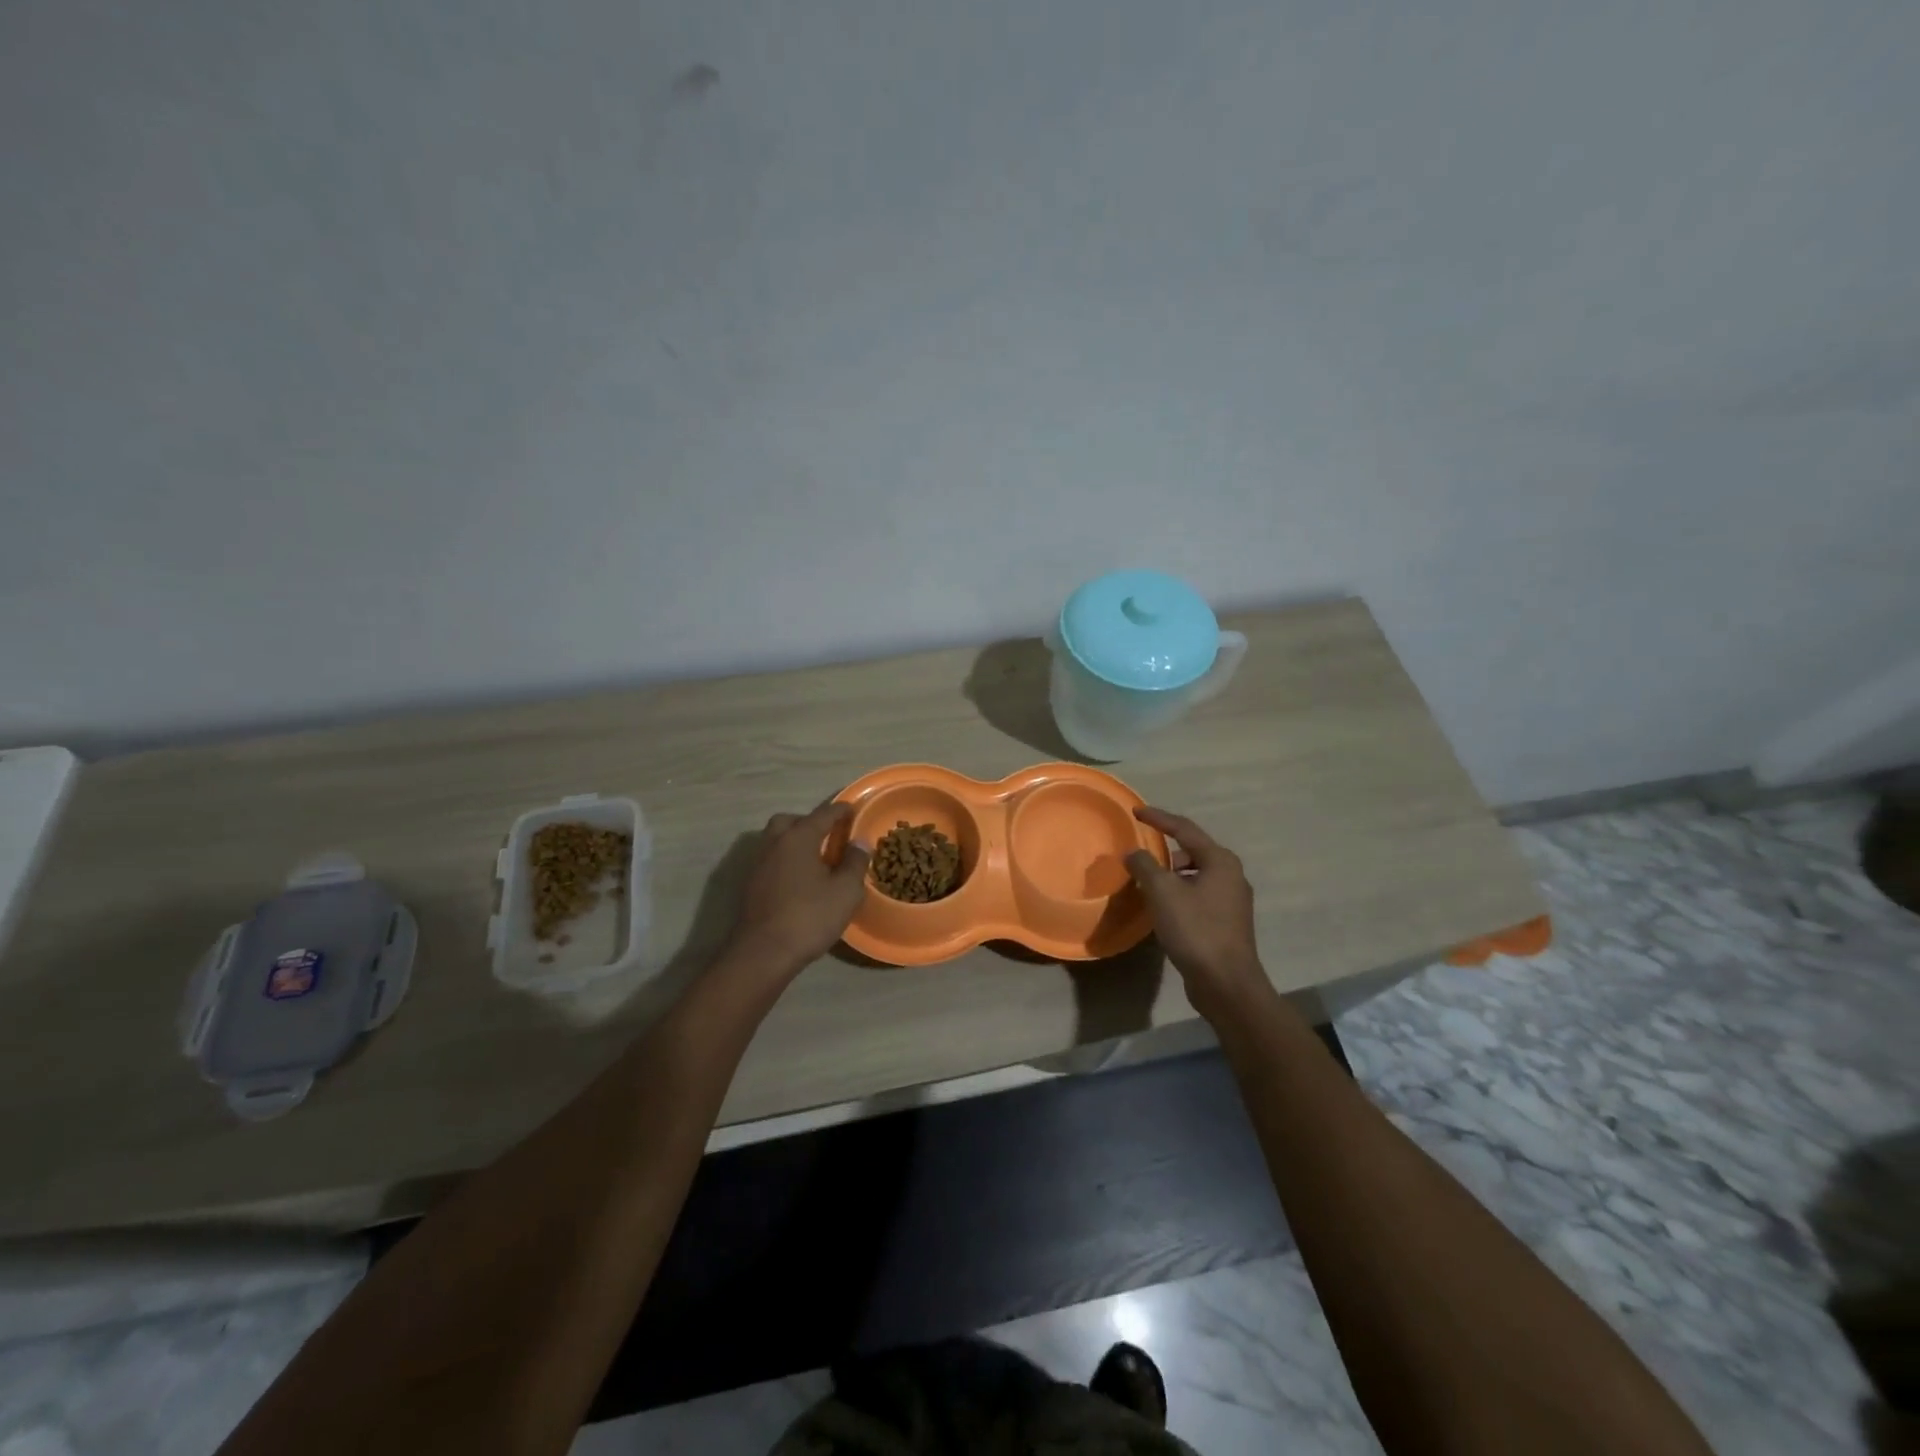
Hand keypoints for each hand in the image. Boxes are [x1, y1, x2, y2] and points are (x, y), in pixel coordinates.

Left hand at [728, 801, 871, 976]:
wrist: (763, 953)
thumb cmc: (809, 917)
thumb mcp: (846, 891)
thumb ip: (855, 862)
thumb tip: (859, 842)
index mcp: (798, 837)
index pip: (823, 814)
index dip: (840, 810)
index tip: (853, 809)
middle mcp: (774, 843)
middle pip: (791, 821)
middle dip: (809, 822)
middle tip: (828, 835)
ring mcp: (758, 864)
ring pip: (776, 840)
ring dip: (794, 841)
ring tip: (815, 858)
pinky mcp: (750, 885)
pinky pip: (771, 859)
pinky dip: (785, 859)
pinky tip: (799, 879)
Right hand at [1125, 806, 1267, 1018]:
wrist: (1226, 983)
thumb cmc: (1195, 930)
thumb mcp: (1162, 892)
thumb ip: (1145, 866)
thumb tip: (1133, 853)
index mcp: (1220, 861)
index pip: (1184, 829)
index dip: (1158, 818)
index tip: (1135, 812)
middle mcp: (1231, 875)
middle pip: (1192, 852)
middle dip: (1164, 853)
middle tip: (1140, 859)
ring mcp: (1232, 902)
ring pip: (1195, 876)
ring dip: (1170, 877)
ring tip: (1147, 887)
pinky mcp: (1227, 924)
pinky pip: (1198, 897)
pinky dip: (1178, 895)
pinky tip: (1162, 910)